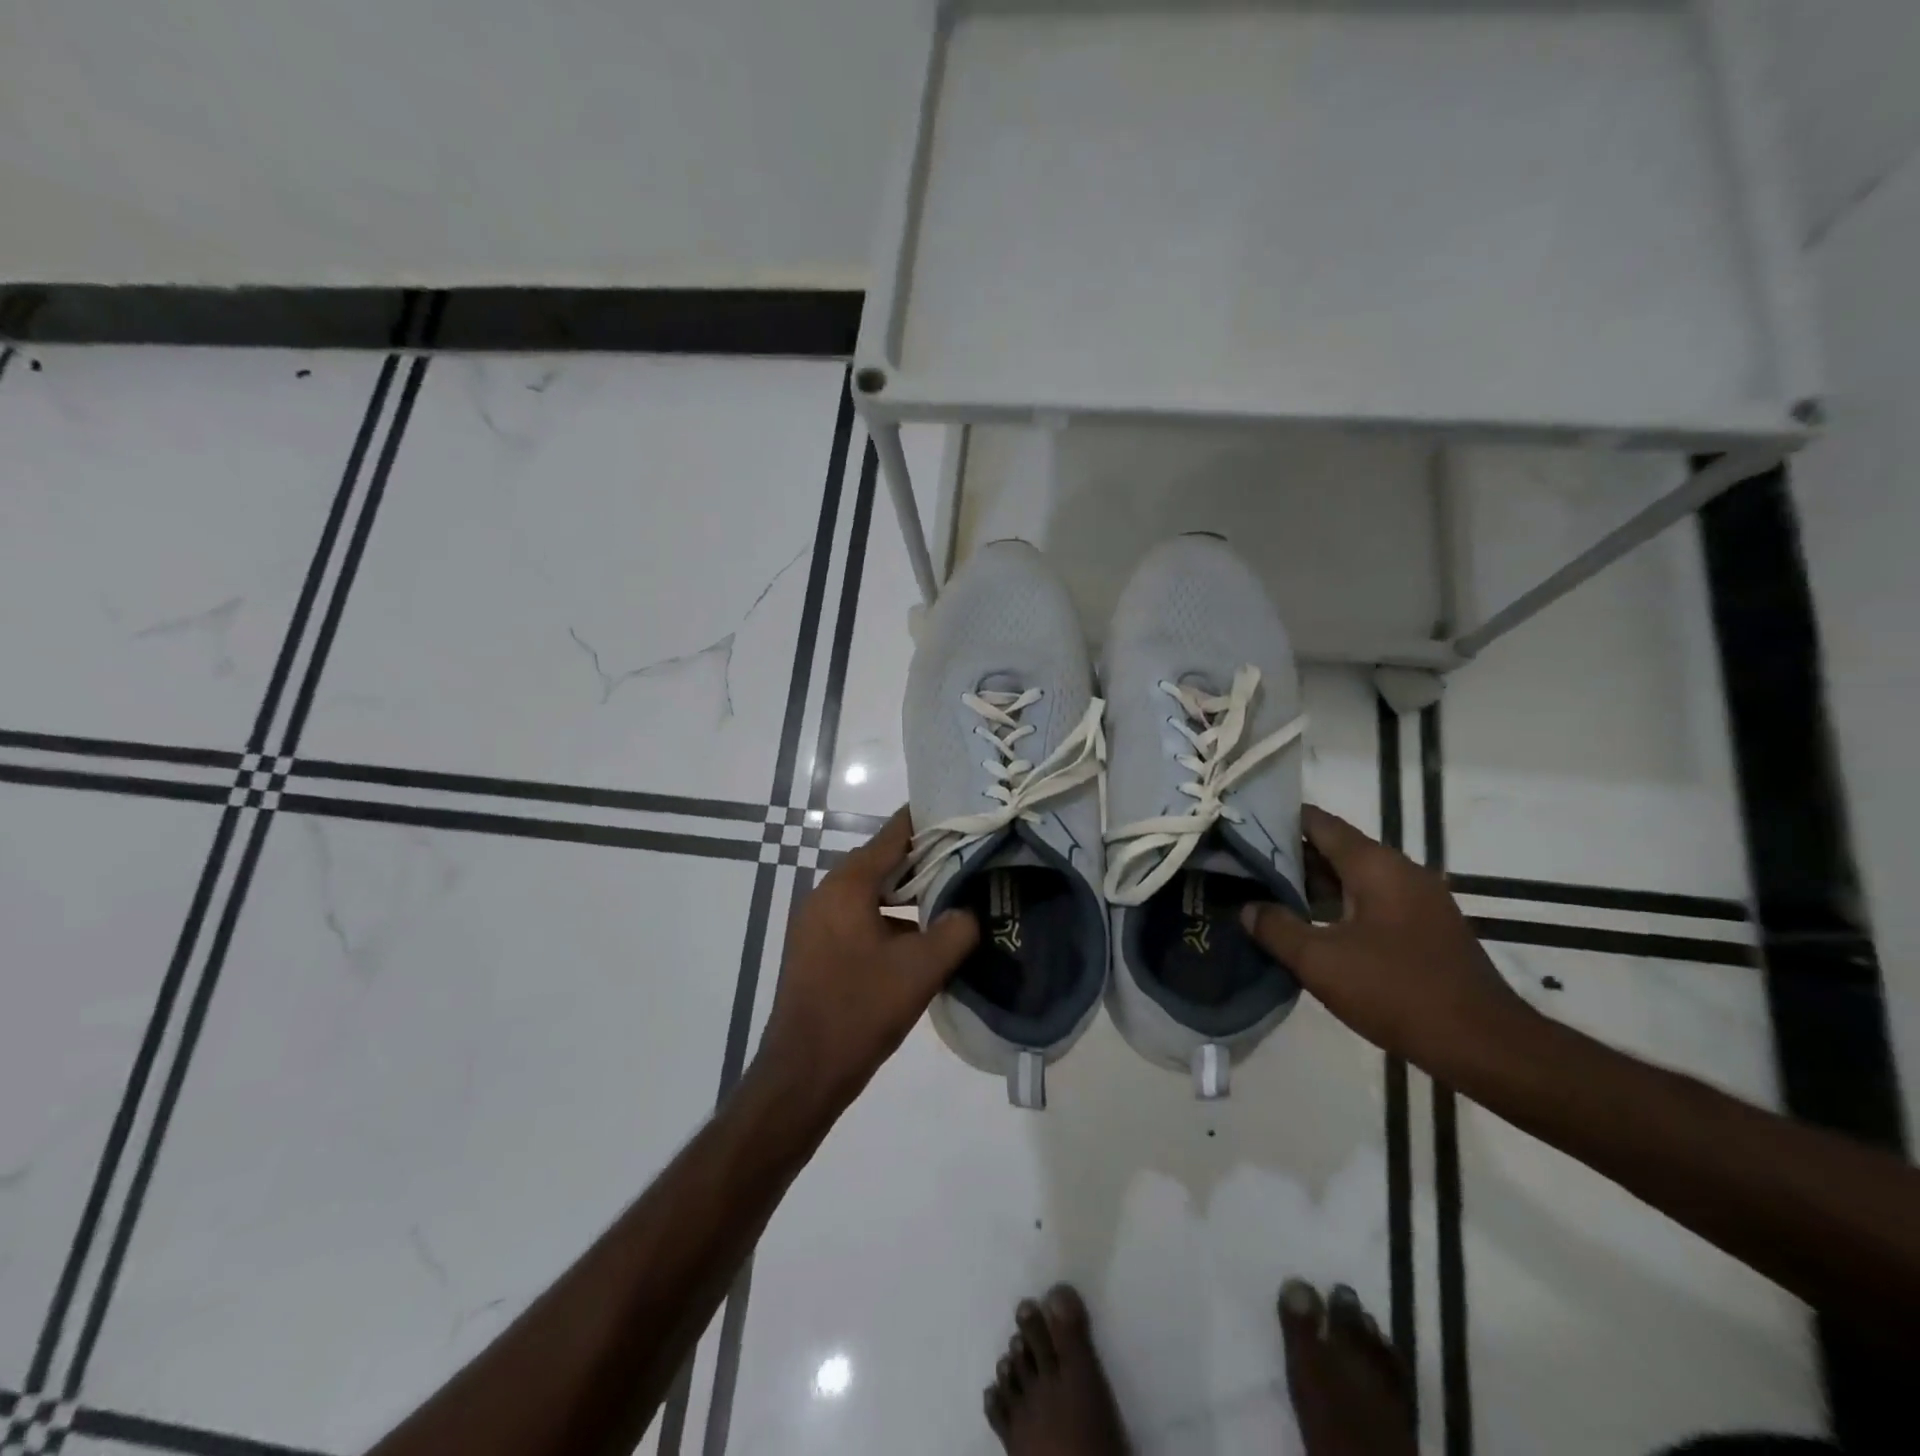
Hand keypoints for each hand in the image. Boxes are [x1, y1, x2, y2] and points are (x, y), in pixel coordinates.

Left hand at [752, 808, 978, 1115]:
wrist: (803, 1073)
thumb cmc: (860, 1011)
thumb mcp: (920, 970)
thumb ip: (955, 931)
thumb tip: (971, 910)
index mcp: (847, 886)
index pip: (893, 835)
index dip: (929, 822)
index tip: (964, 813)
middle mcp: (826, 893)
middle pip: (882, 861)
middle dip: (924, 859)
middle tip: (968, 858)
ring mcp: (817, 921)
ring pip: (871, 892)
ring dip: (907, 892)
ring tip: (951, 896)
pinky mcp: (816, 946)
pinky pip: (859, 916)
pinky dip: (889, 916)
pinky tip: (919, 936)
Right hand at [1240, 805, 1532, 1071]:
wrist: (1484, 1045)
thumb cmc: (1397, 991)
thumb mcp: (1320, 961)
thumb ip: (1276, 928)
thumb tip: (1248, 908)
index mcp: (1375, 865)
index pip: (1319, 823)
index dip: (1278, 820)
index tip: (1242, 827)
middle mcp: (1399, 871)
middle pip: (1335, 849)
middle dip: (1289, 856)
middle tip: (1242, 865)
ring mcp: (1418, 900)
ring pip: (1353, 878)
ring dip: (1312, 885)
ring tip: (1266, 895)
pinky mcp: (1425, 928)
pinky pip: (1371, 901)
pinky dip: (1337, 905)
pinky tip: (1310, 927)